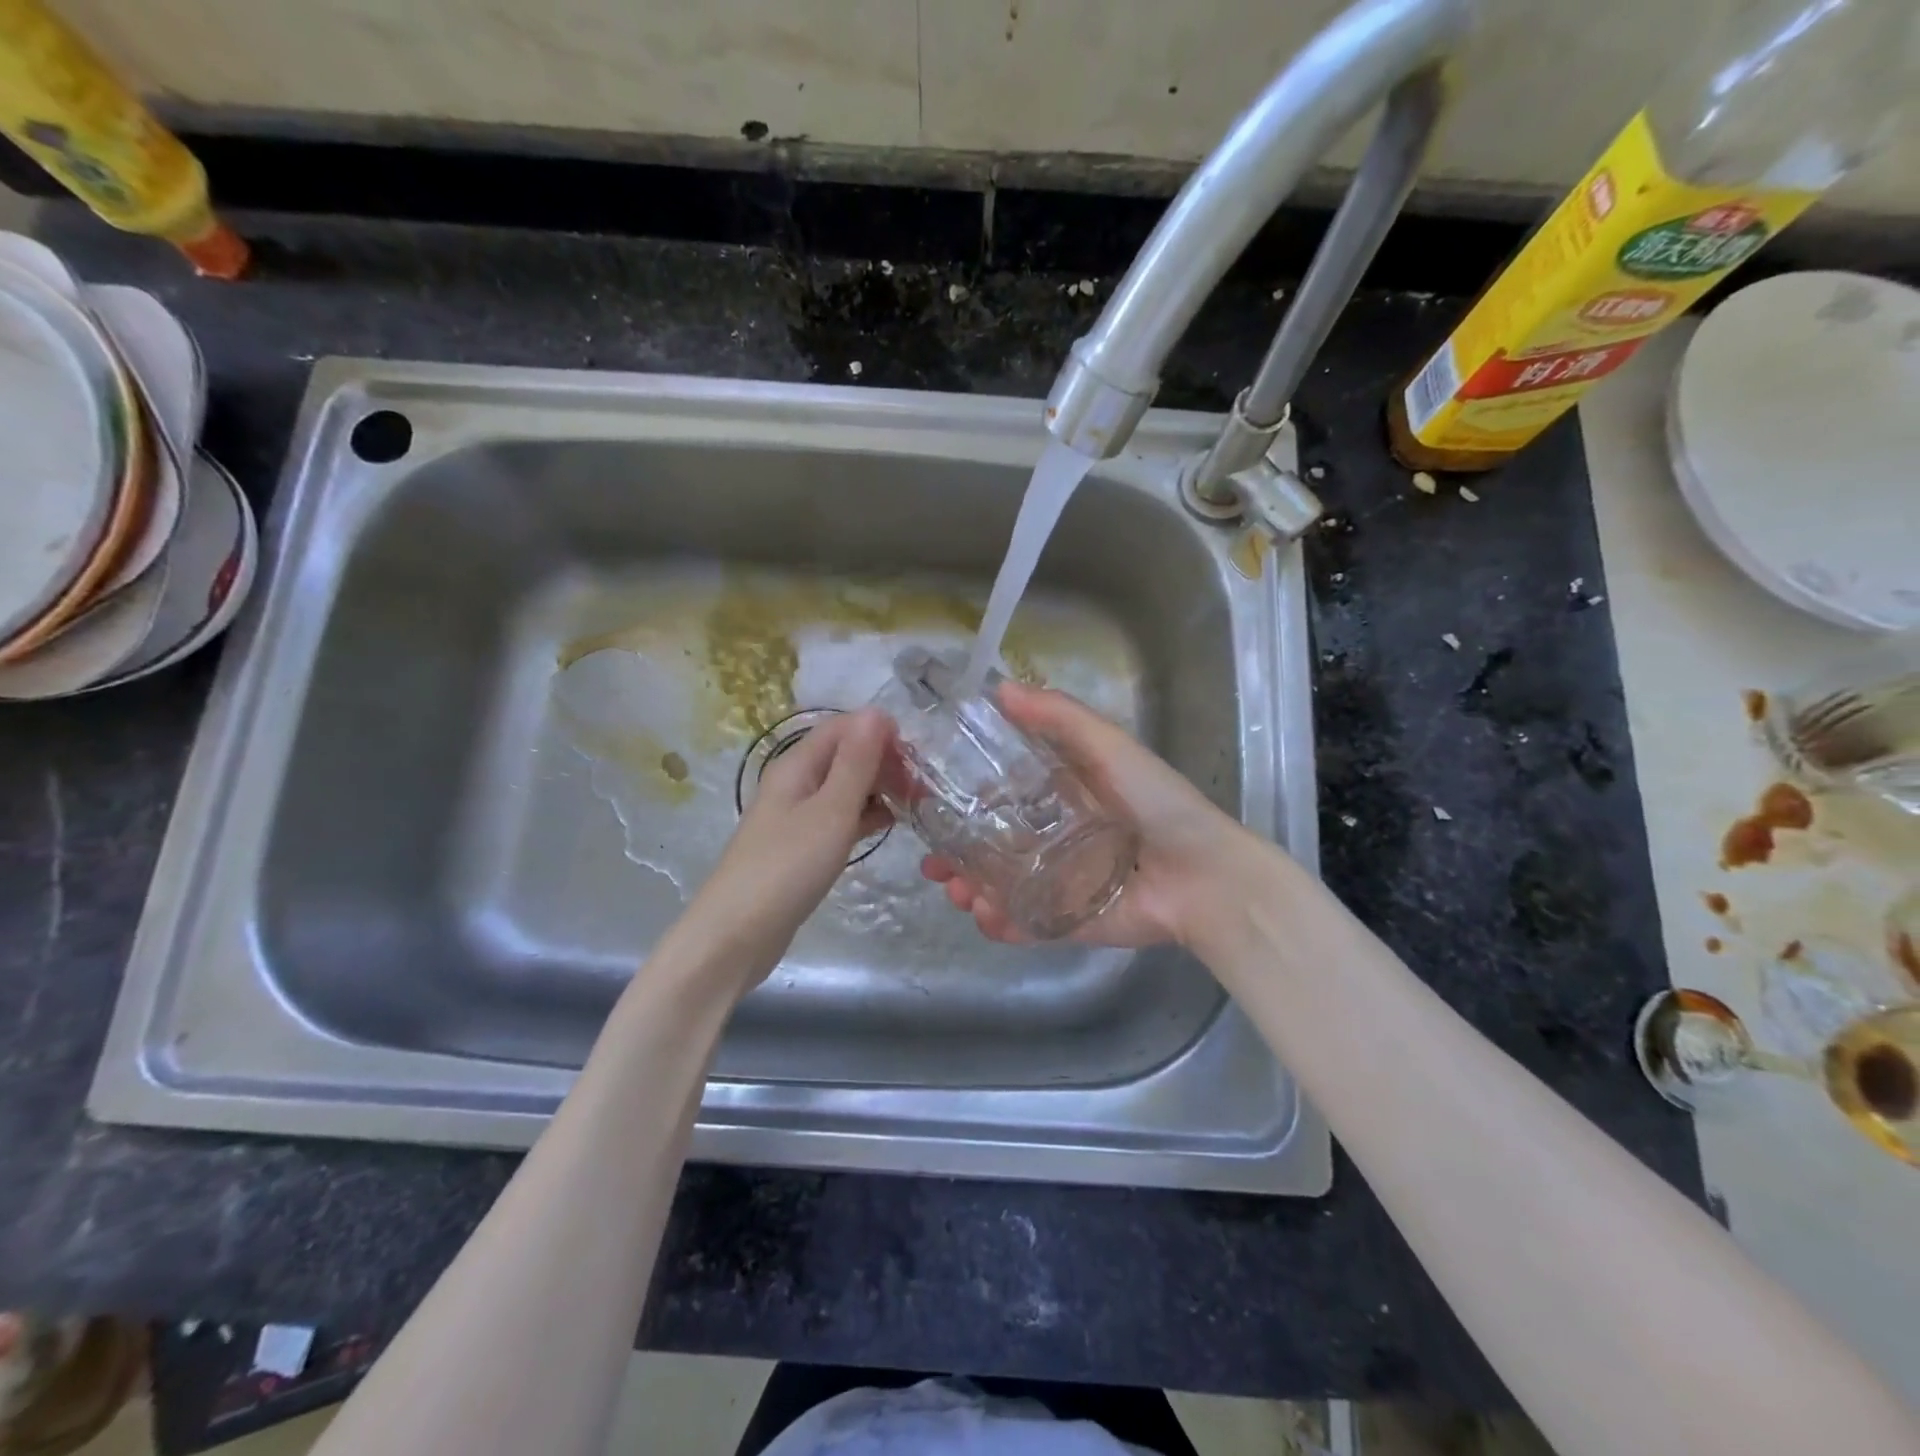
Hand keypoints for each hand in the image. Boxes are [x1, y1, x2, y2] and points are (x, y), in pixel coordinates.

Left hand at [683, 708, 892, 987]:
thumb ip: (856, 762)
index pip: (844, 727)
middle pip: (845, 754)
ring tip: (915, 805)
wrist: (737, 934)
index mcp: (797, 764)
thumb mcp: (830, 811)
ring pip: (846, 787)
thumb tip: (877, 712)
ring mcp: (798, 815)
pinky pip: (840, 816)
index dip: (881, 733)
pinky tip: (889, 826)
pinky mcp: (803, 844)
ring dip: (878, 788)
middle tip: (921, 787)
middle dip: (884, 761)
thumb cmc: (787, 867)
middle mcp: (796, 782)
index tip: (917, 757)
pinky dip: (865, 815)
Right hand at [922, 681, 1250, 947]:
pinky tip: (985, 916)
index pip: (1000, 799)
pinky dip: (1000, 925)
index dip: (963, 802)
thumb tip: (999, 688)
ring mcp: (1059, 884)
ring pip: (1000, 889)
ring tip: (957, 893)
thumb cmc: (1156, 803)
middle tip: (933, 864)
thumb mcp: (1109, 747)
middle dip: (957, 857)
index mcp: (1062, 798)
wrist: (1204, 876)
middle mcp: (1054, 841)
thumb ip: (1059, 717)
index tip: (930, 804)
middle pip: (992, 849)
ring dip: (971, 892)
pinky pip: (1025, 925)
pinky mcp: (1069, 921)